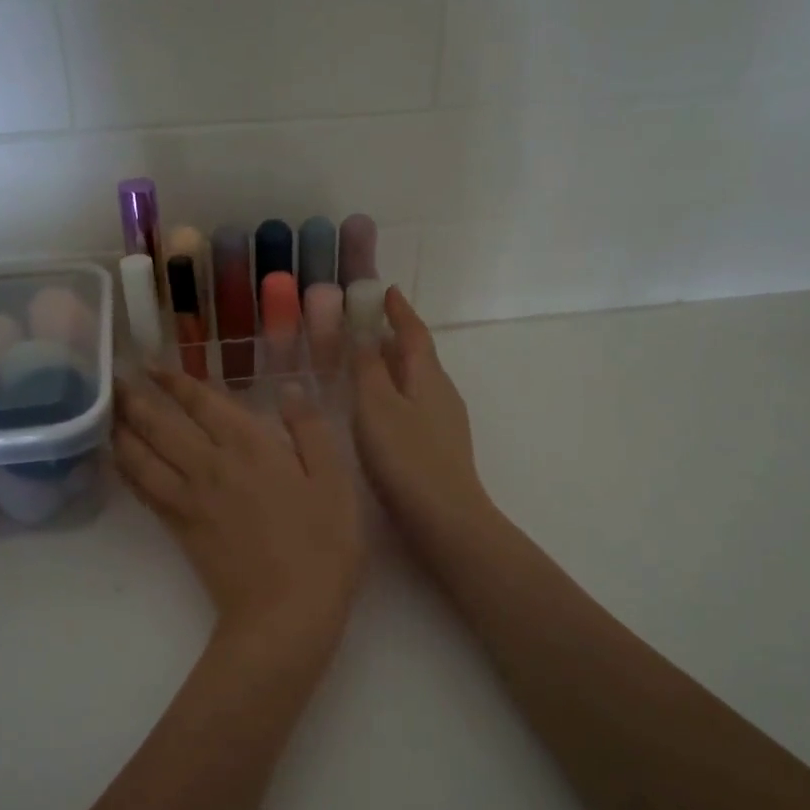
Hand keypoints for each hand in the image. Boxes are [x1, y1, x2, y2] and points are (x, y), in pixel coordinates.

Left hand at [114, 371, 365, 642]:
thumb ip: (310, 431)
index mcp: (250, 446)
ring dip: (123, 430)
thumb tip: (290, 391)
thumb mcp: (334, 481)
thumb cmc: (322, 544)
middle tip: (117, 378)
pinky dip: (127, 470)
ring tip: (108, 411)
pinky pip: (143, 490)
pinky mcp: (179, 528)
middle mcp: (210, 464)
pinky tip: (119, 460)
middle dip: (137, 398)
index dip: (176, 382)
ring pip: (143, 455)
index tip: (155, 366)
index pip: (203, 403)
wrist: (285, 612)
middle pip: (161, 424)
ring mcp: (189, 497)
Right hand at [351, 288, 494, 551]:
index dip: (398, 310)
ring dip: (395, 367)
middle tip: (366, 325)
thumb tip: (364, 333)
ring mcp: (445, 422)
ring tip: (367, 365)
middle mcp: (442, 393)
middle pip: (419, 355)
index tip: (385, 290)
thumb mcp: (376, 407)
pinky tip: (380, 412)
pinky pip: (415, 406)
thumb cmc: (406, 457)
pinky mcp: (440, 448)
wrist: (445, 519)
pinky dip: (396, 395)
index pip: (414, 332)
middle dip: (396, 337)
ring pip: (417, 382)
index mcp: (428, 376)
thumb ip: (368, 368)